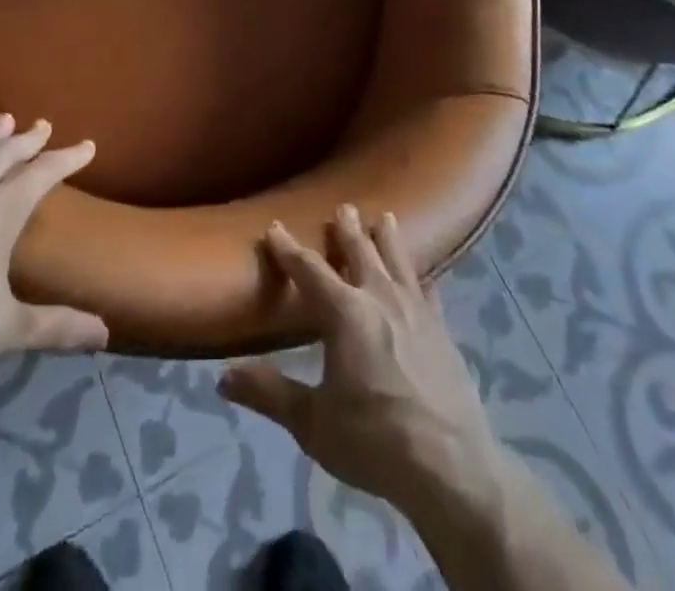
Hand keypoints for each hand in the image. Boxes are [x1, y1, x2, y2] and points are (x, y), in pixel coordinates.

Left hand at [0, 116, 107, 364]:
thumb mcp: (7, 328)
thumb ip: (56, 327)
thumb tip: (106, 334)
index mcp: (3, 210)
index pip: (44, 174)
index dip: (68, 158)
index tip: (87, 145)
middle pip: (6, 155)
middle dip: (28, 140)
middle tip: (43, 125)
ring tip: (4, 120)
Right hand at [220, 206, 502, 518]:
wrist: (451, 467)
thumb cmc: (375, 440)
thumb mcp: (313, 423)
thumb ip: (270, 394)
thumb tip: (223, 377)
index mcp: (345, 312)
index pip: (309, 270)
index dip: (288, 248)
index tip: (275, 227)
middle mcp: (380, 298)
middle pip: (361, 252)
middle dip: (347, 230)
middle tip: (343, 207)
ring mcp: (417, 311)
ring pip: (398, 261)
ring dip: (388, 239)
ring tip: (385, 218)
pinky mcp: (443, 331)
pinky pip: (429, 293)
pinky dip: (422, 279)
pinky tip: (425, 279)